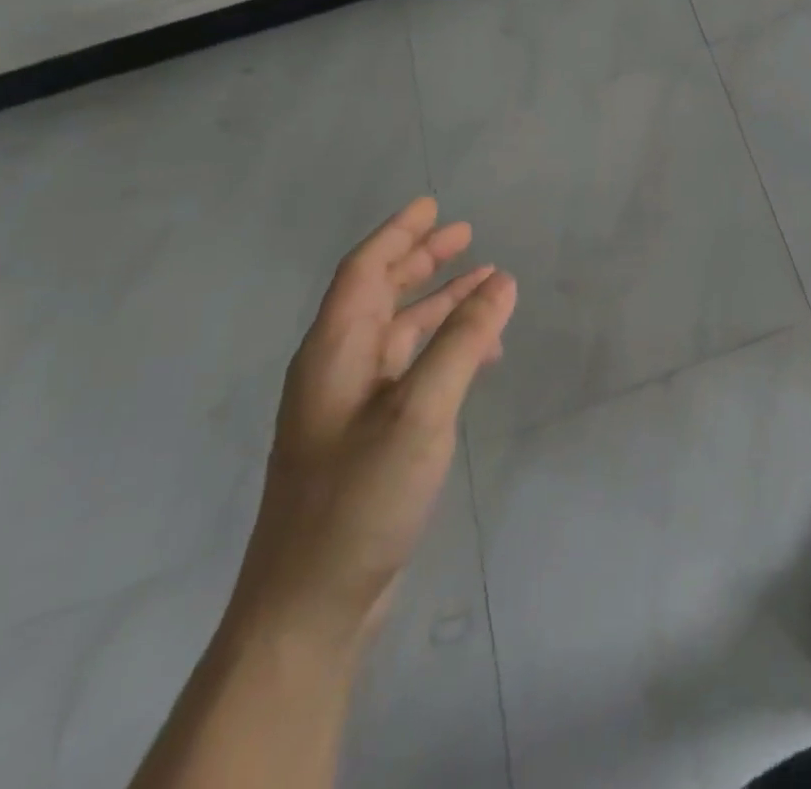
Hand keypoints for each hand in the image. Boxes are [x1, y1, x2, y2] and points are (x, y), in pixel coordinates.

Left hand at [227, 199, 515, 655]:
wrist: (309, 606)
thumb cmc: (359, 497)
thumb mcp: (420, 410)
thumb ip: (462, 341)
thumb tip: (501, 281)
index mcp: (333, 351)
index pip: (364, 270)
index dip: (398, 233)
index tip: (432, 204)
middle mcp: (336, 368)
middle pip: (378, 294)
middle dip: (420, 259)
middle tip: (465, 234)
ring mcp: (350, 405)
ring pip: (398, 331)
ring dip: (439, 302)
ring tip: (485, 283)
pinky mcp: (366, 436)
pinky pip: (409, 367)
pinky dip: (443, 347)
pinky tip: (477, 354)